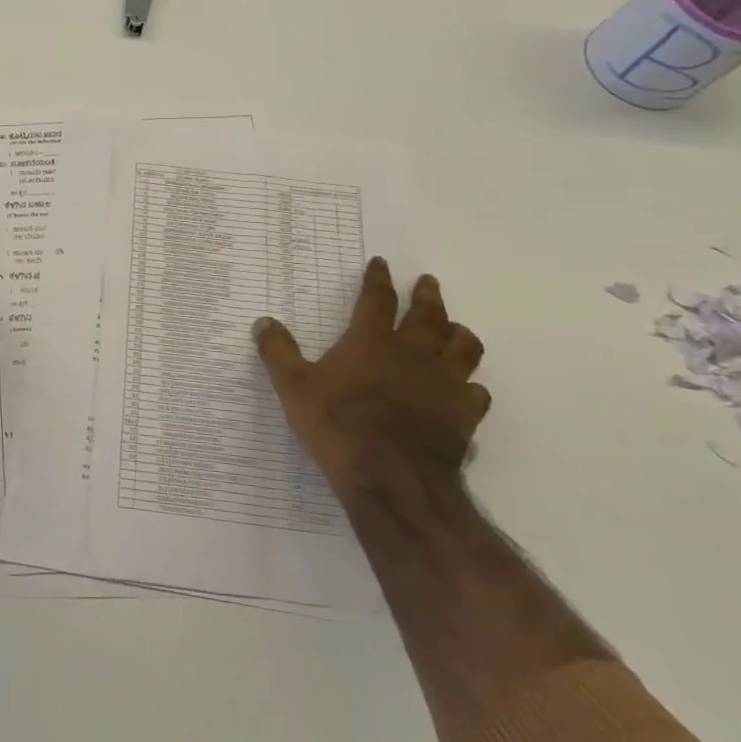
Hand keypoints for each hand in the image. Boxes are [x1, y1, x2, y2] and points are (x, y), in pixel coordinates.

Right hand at [251, 258, 489, 498]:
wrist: (392, 478)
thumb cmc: (339, 426)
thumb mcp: (294, 388)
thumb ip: (279, 353)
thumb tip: (263, 321)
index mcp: (372, 342)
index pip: (377, 300)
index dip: (378, 279)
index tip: (381, 263)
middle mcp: (413, 354)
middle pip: (428, 316)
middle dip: (427, 296)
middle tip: (429, 283)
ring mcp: (444, 385)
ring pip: (463, 348)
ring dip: (459, 334)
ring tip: (455, 329)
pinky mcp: (463, 416)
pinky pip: (476, 394)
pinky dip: (472, 387)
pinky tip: (467, 389)